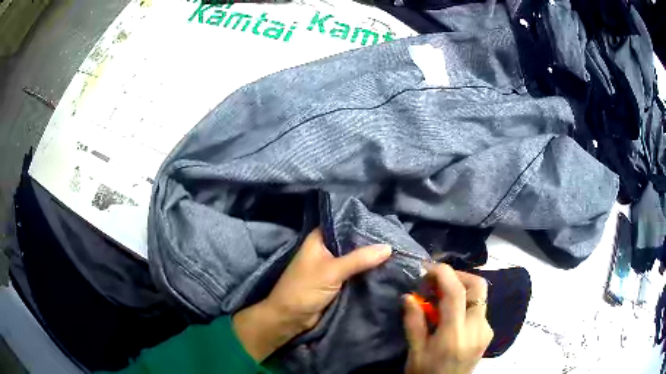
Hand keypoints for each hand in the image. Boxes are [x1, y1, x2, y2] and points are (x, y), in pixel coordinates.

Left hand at [233, 228, 391, 360]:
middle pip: (352, 242)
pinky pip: (355, 273)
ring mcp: (331, 266)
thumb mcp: (332, 271)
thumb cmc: (305, 289)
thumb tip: (388, 247)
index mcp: (319, 239)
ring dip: (370, 259)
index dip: (363, 223)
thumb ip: (359, 259)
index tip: (385, 224)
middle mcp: (326, 249)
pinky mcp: (337, 281)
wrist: (290, 318)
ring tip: (396, 252)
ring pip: (355, 258)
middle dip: (370, 243)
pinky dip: (367, 272)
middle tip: (396, 239)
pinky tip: (386, 268)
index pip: (343, 224)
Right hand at [403, 263, 492, 373]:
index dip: (443, 273)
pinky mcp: (488, 333)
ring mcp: (486, 330)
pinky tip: (451, 312)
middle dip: (458, 275)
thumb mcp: (415, 351)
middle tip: (437, 281)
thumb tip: (408, 296)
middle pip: (478, 286)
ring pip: (480, 295)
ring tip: (441, 296)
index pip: (456, 293)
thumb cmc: (426, 373)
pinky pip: (479, 307)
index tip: (427, 268)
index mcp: (455, 335)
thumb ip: (414, 322)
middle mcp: (477, 328)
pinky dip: (466, 301)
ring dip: (462, 287)